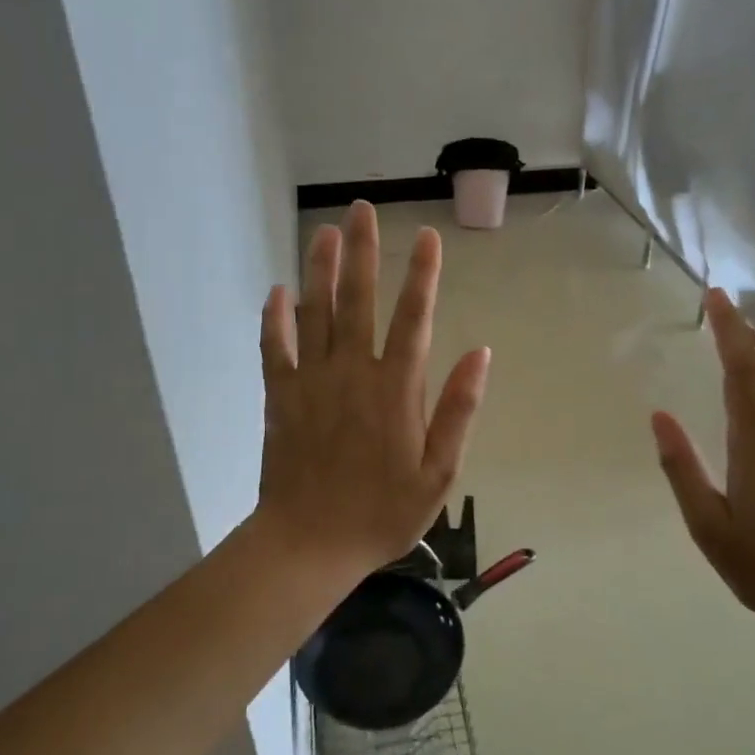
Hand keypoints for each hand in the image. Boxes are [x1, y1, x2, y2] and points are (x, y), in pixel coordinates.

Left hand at [255, 201, 490, 577]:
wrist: (309, 543)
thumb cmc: (382, 512)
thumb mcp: (438, 472)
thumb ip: (458, 410)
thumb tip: (479, 353)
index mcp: (395, 388)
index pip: (413, 317)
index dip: (423, 274)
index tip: (427, 237)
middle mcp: (353, 372)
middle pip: (358, 300)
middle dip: (362, 251)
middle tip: (361, 210)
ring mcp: (312, 381)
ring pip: (316, 313)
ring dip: (320, 270)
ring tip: (326, 232)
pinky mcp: (280, 396)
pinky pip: (275, 348)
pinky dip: (275, 318)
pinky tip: (278, 291)